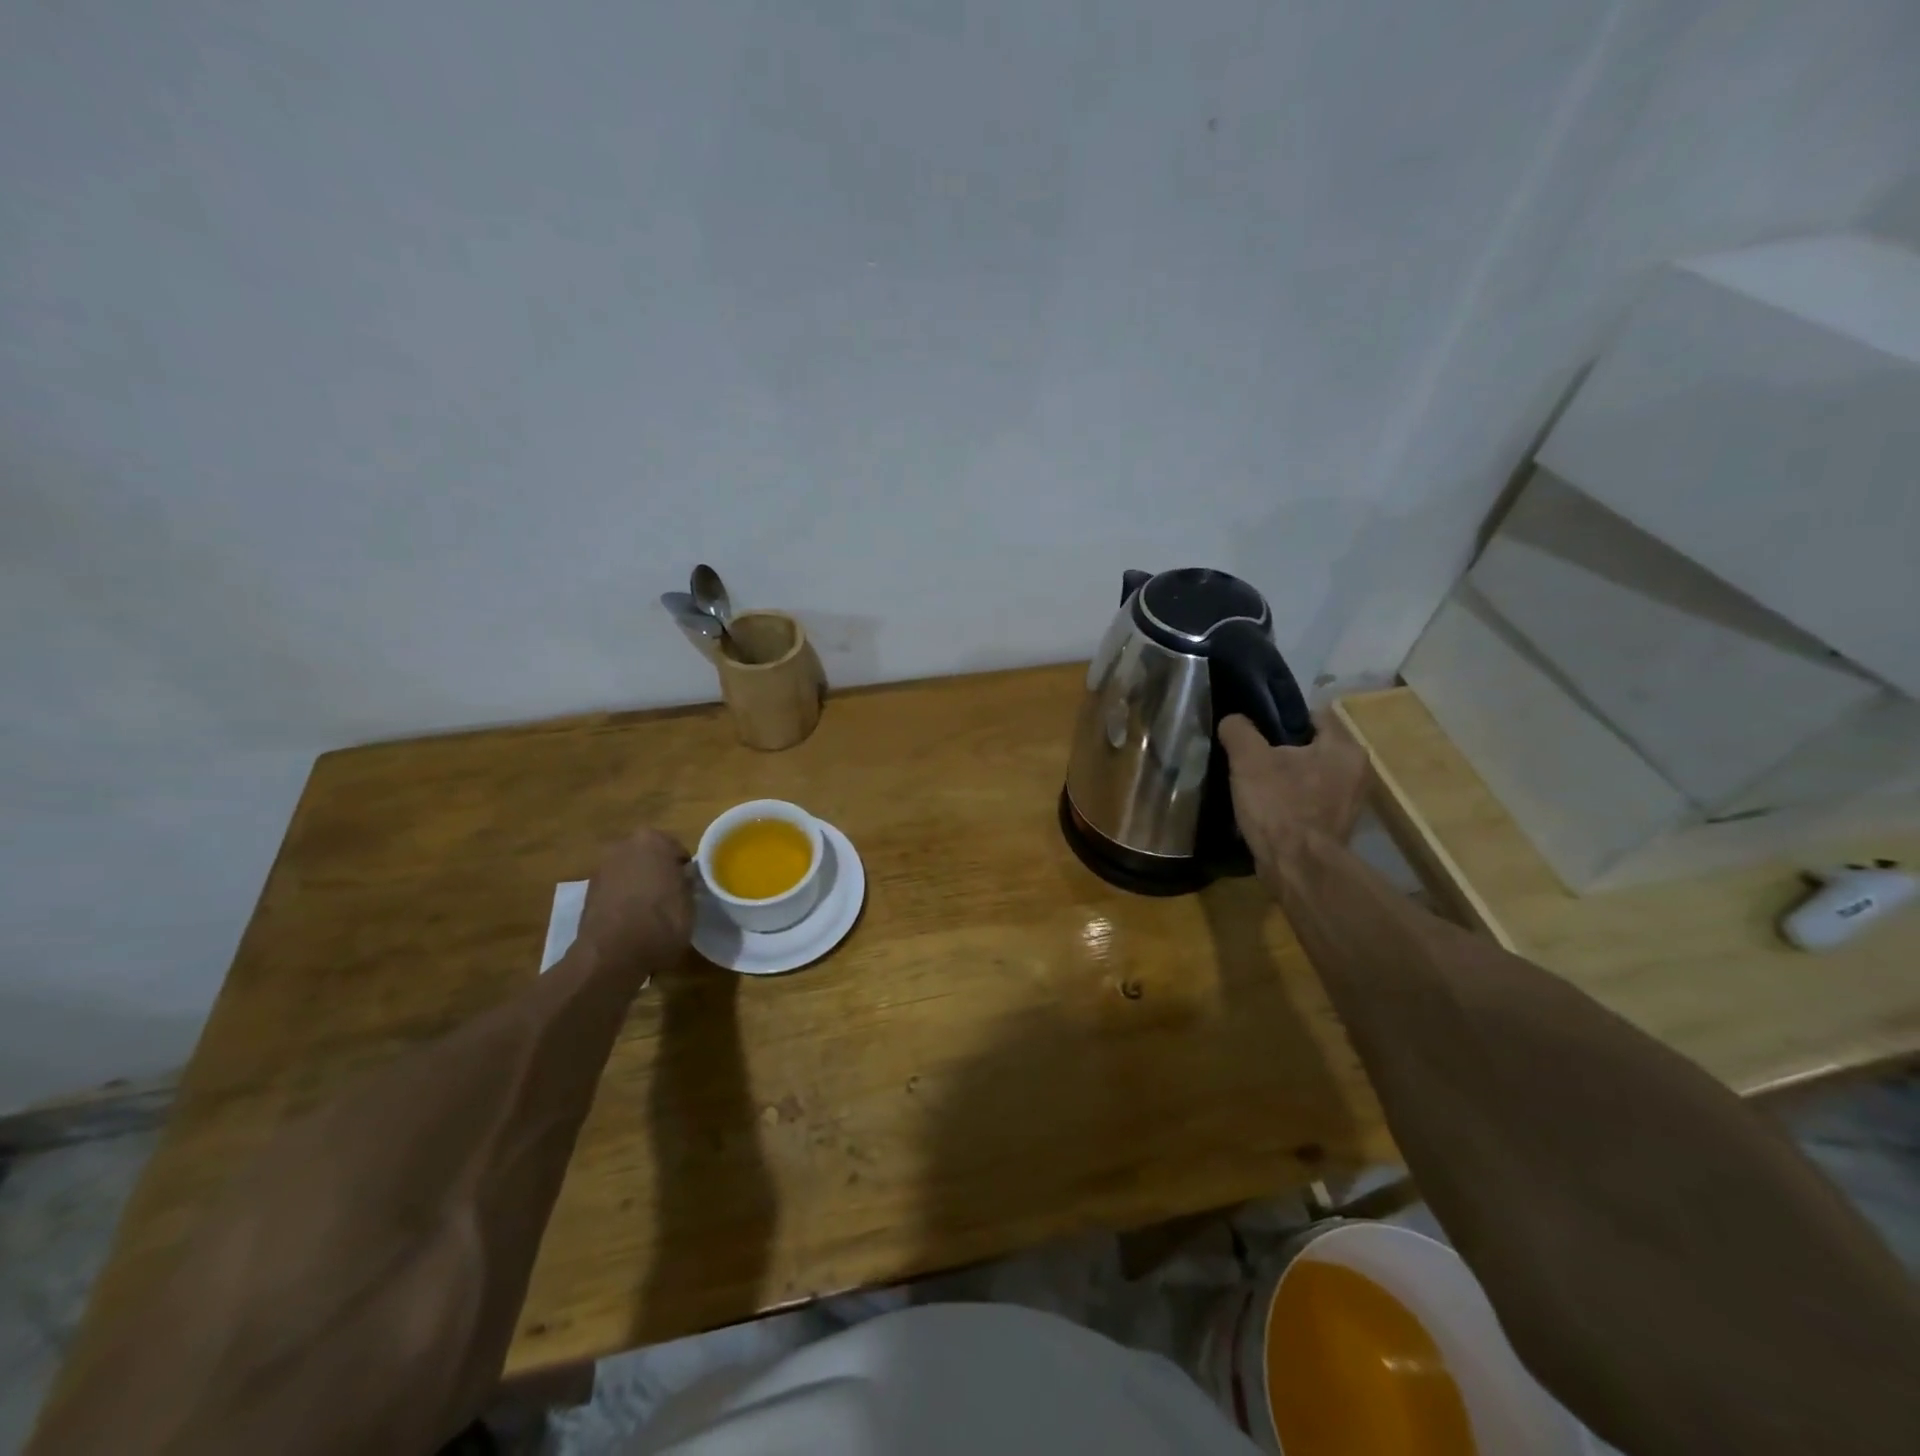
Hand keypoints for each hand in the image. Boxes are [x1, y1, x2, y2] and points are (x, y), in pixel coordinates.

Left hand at [578, 828, 693, 965]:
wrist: (613, 954)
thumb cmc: (662, 921)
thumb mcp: (690, 902)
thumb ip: (686, 882)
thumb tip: (683, 877)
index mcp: (652, 840)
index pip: (676, 849)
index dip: (683, 869)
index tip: (688, 886)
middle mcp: (623, 846)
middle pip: (648, 856)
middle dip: (657, 871)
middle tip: (670, 896)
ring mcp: (601, 868)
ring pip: (629, 872)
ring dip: (638, 885)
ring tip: (650, 912)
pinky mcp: (587, 893)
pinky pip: (614, 890)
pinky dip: (622, 900)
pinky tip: (631, 921)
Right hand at [1218, 714, 1370, 871]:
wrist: (1296, 867)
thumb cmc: (1278, 805)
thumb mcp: (1249, 760)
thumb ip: (1239, 731)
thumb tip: (1233, 721)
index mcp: (1344, 748)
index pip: (1313, 716)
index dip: (1281, 719)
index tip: (1255, 731)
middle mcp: (1356, 772)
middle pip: (1312, 747)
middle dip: (1283, 751)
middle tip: (1251, 758)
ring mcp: (1350, 803)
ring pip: (1311, 776)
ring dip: (1287, 778)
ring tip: (1256, 784)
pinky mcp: (1337, 827)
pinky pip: (1310, 802)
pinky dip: (1291, 802)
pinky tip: (1268, 809)